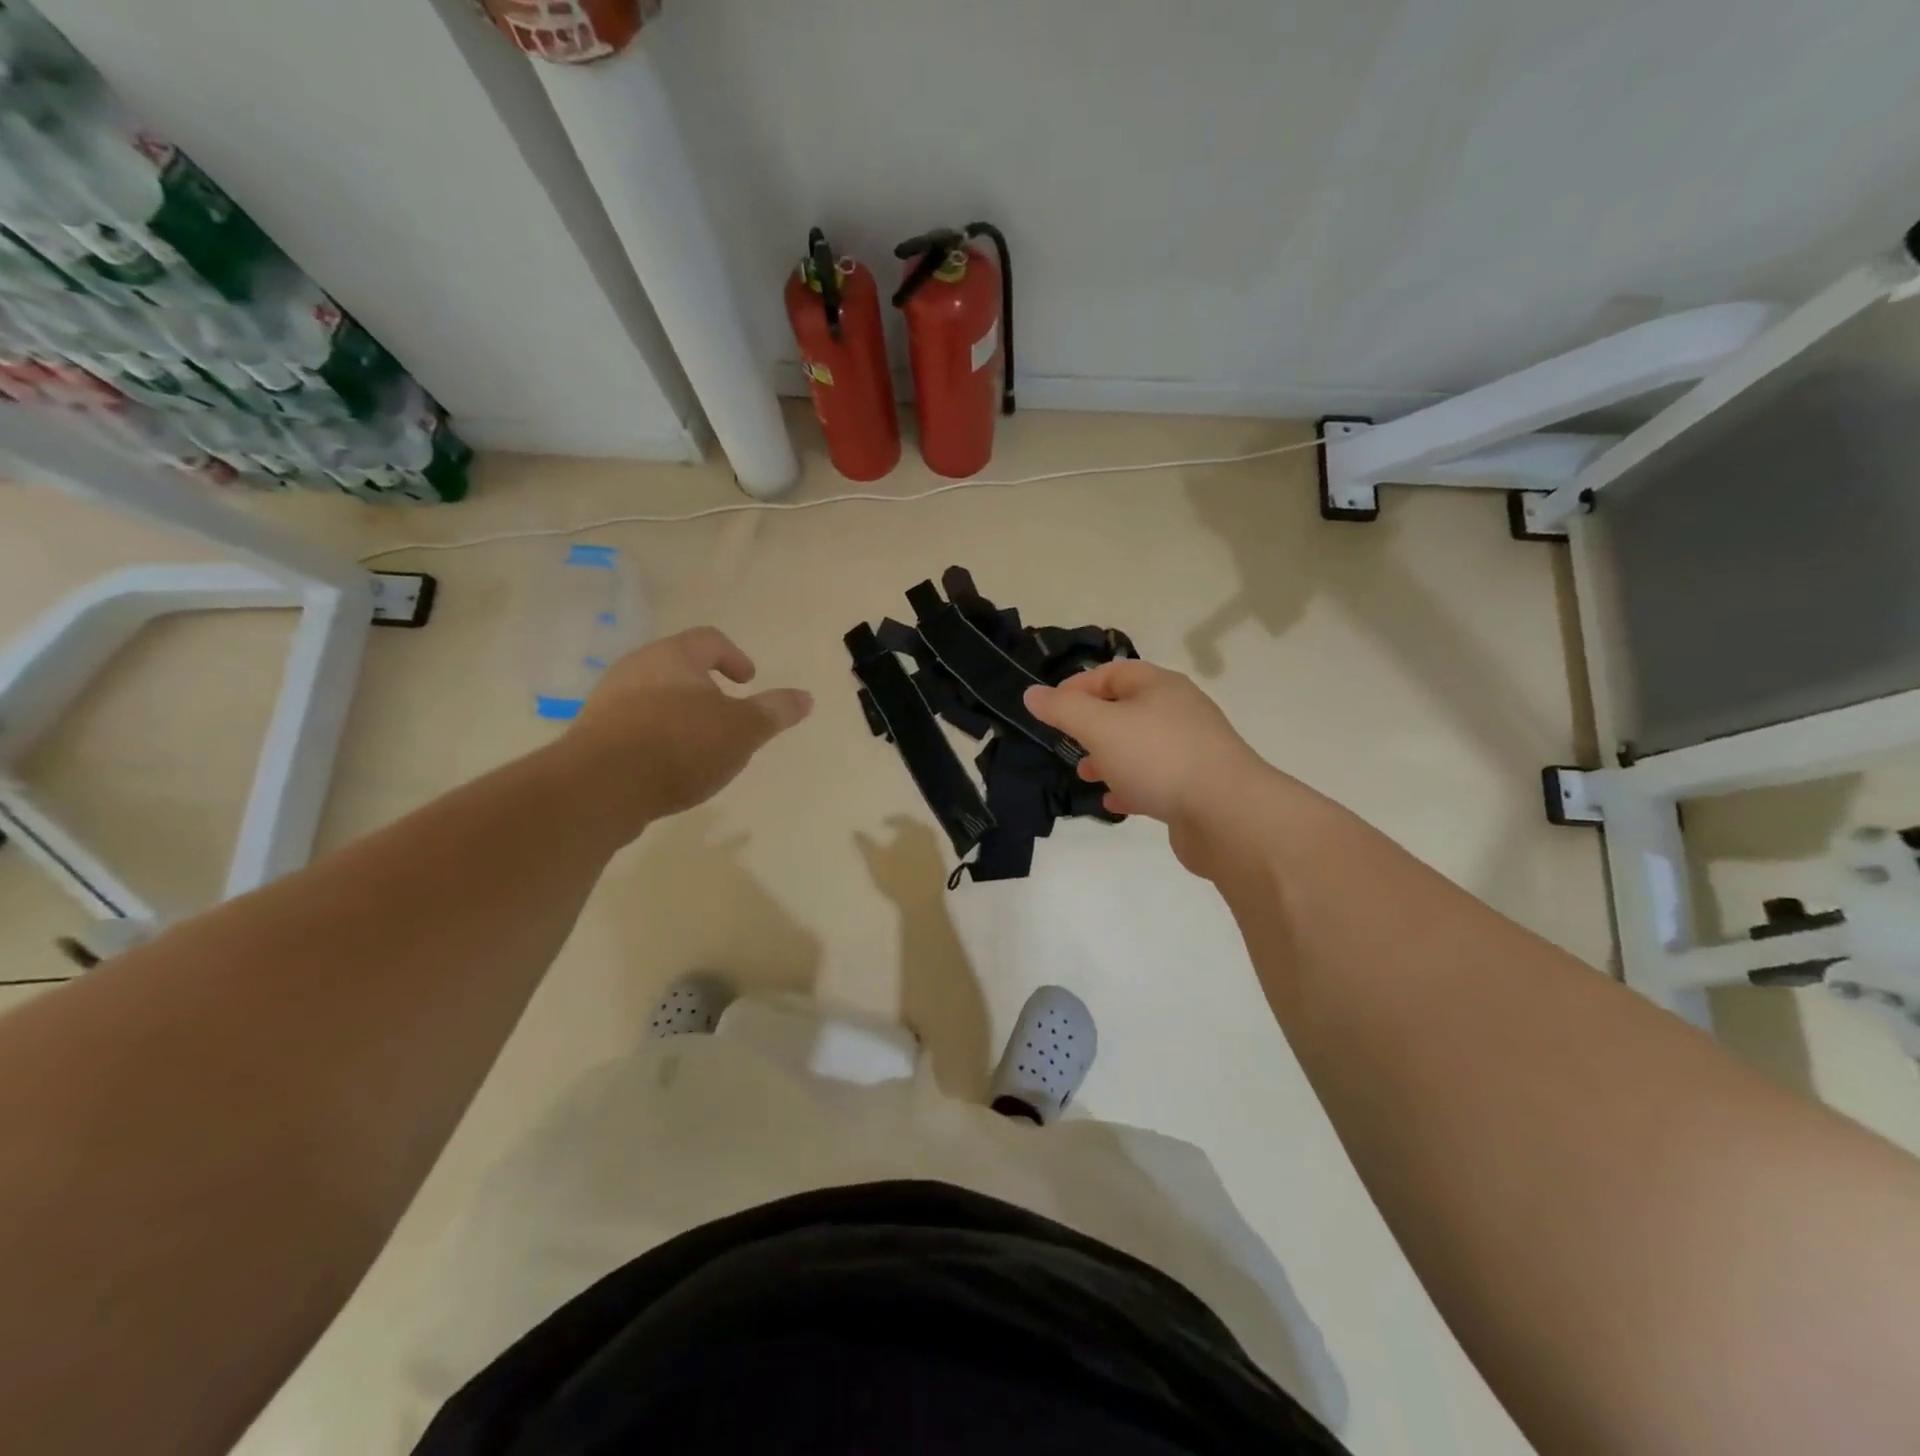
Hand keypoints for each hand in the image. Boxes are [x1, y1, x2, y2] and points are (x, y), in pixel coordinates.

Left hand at [569, 628, 811, 826]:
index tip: (748, 681)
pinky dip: (656, 737)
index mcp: (674, 656)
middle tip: (727, 713)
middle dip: (705, 688)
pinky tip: (668, 767)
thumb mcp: (743, 730)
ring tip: (699, 745)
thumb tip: (806, 697)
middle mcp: (636, 668)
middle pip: (677, 666)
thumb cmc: (681, 745)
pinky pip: (633, 726)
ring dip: (679, 714)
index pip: (710, 640)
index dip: (734, 657)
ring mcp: (608, 700)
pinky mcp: (592, 735)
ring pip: (653, 696)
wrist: (602, 786)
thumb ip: (774, 712)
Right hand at [1025, 660, 1278, 876]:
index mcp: (1159, 687)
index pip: (1111, 673)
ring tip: (1085, 775)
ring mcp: (1191, 749)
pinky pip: (1156, 778)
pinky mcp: (1197, 785)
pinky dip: (1131, 786)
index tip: (1048, 709)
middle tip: (1066, 743)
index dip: (1077, 686)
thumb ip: (1063, 710)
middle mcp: (1178, 711)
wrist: (1228, 814)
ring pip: (1139, 746)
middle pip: (1126, 709)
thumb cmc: (1158, 758)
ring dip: (1109, 757)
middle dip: (1092, 725)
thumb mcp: (1100, 727)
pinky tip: (1115, 803)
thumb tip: (1032, 694)